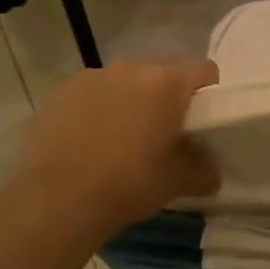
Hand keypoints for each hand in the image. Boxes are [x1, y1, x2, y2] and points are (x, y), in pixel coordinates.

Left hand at [4, 59, 220, 243]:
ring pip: (123, 83)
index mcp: (167, 82)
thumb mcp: (178, 181)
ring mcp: (92, 76)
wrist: (56, 200)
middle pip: (160, 74)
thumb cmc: (129, 183)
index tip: (200, 119)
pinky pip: (90, 93)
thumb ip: (204, 170)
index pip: (203, 70)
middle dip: (163, 98)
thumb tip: (212, 172)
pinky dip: (94, 110)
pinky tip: (85, 142)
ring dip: (127, 101)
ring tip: (117, 139)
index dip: (207, 91)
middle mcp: (132, 68)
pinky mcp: (60, 91)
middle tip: (159, 134)